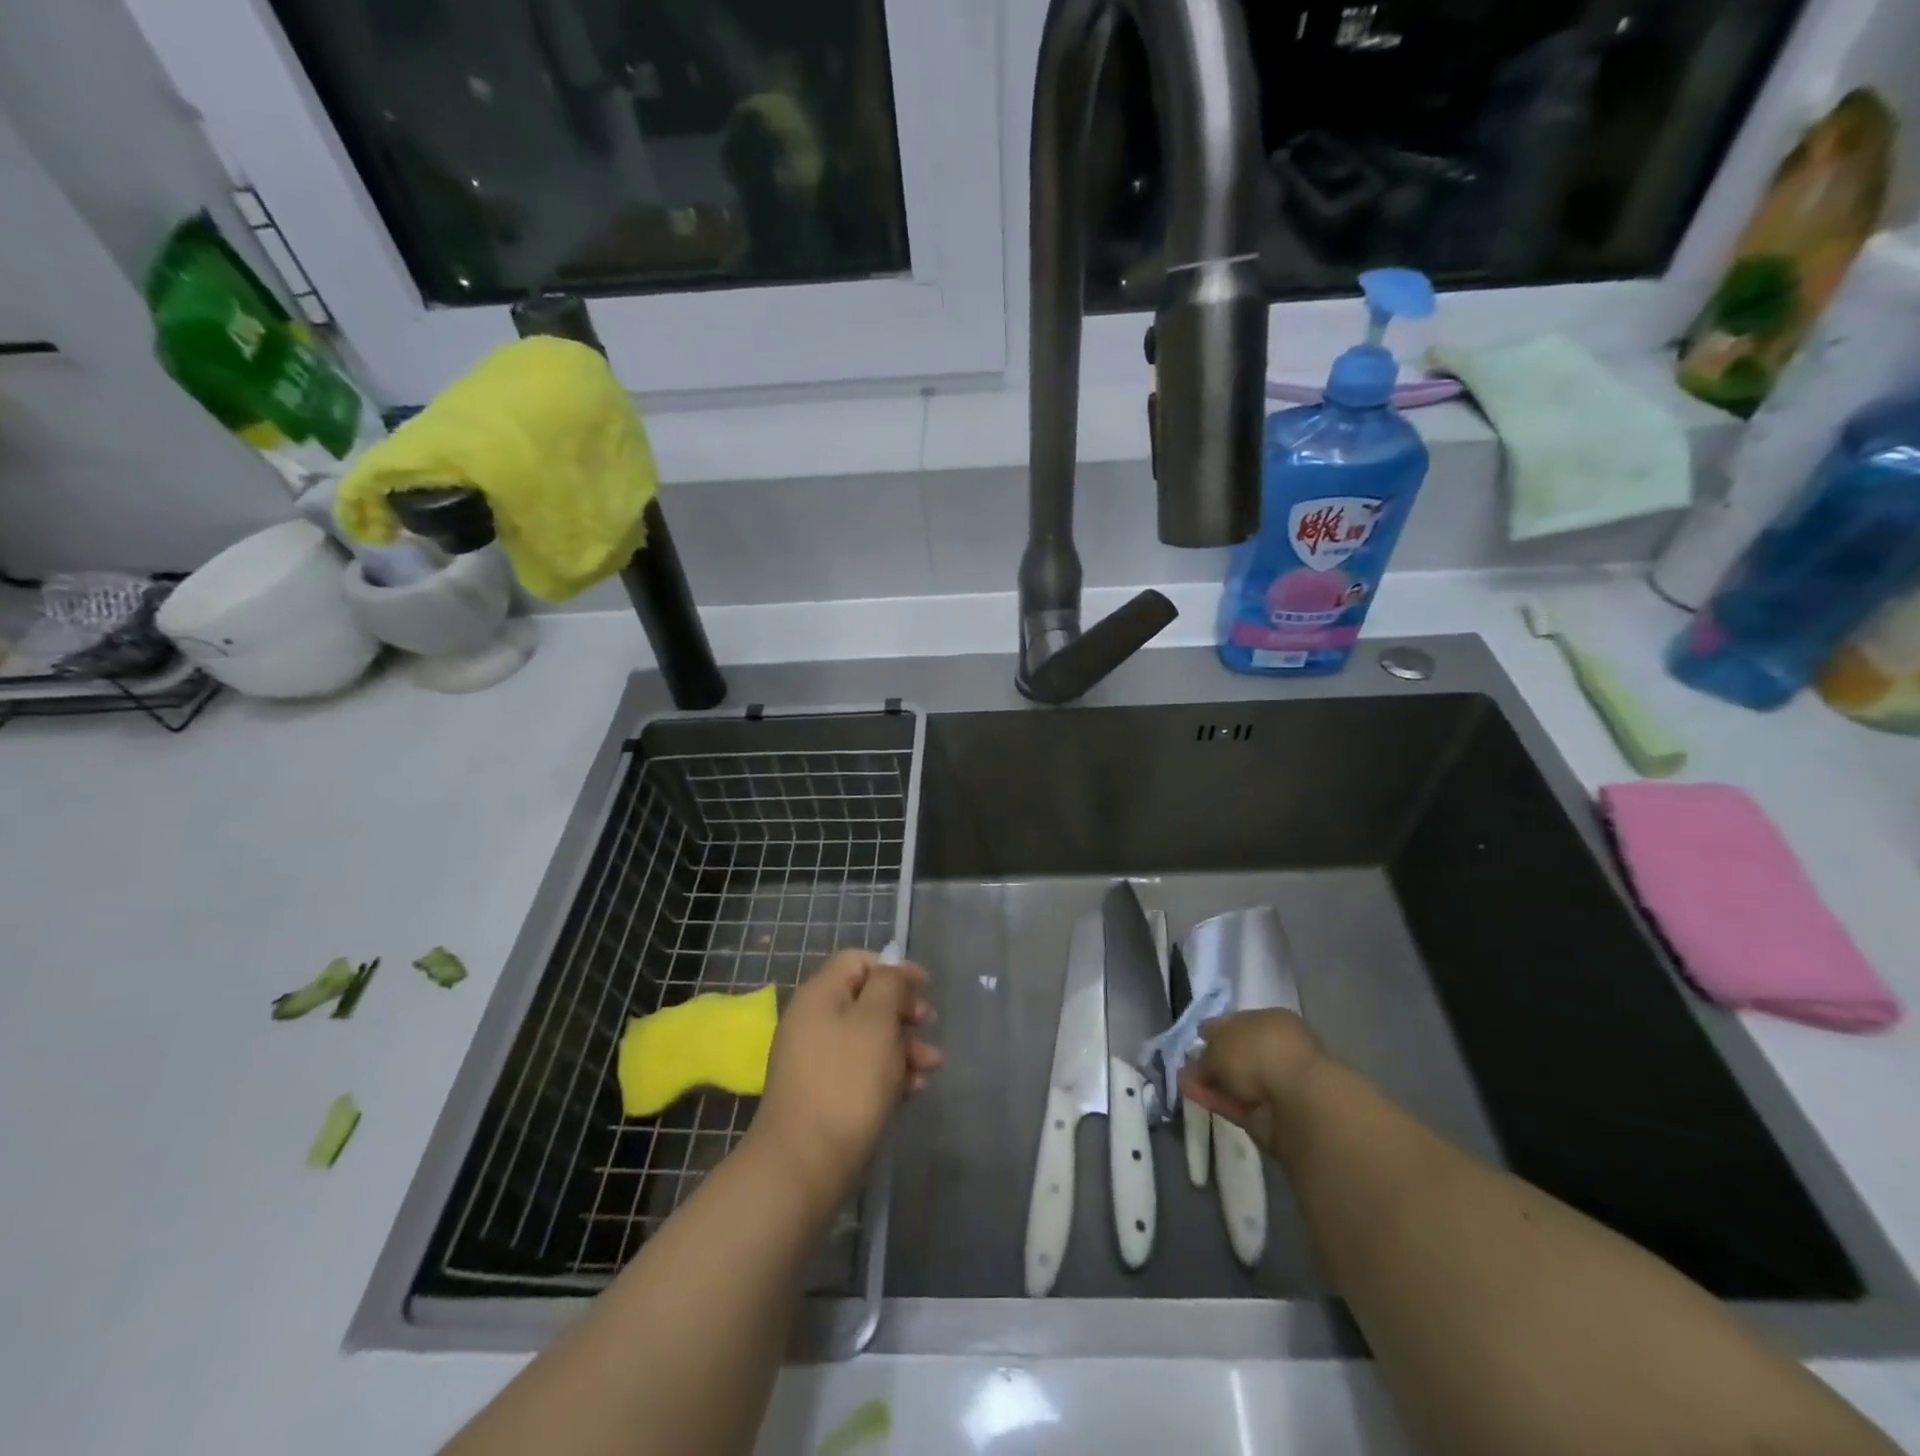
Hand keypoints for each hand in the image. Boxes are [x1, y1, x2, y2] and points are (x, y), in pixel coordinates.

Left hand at [747, 949, 942, 1208]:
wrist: (804, 1164)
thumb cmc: (846, 1082)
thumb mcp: (876, 1022)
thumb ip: (889, 985)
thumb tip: (892, 967)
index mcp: (819, 995)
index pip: (857, 961)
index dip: (893, 968)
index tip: (924, 986)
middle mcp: (813, 1021)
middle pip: (865, 999)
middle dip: (902, 1010)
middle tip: (928, 1022)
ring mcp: (815, 1060)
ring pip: (867, 1037)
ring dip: (903, 1045)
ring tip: (932, 1066)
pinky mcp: (823, 1094)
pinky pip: (860, 1070)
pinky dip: (888, 1073)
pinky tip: (913, 1091)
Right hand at [1178, 1009, 1323, 1157]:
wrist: (1296, 1100)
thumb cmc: (1258, 1052)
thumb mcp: (1220, 1043)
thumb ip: (1207, 1054)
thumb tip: (1198, 1065)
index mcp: (1271, 1022)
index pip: (1240, 1022)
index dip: (1217, 1028)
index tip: (1197, 1035)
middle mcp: (1275, 1050)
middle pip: (1238, 1053)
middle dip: (1212, 1058)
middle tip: (1187, 1062)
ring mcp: (1275, 1085)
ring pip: (1236, 1080)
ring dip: (1210, 1081)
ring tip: (1181, 1080)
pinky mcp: (1270, 1115)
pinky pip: (1237, 1103)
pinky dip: (1215, 1099)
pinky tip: (1191, 1094)